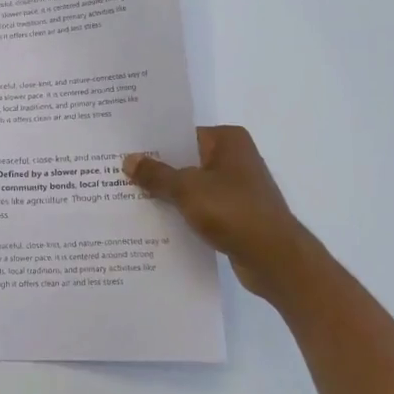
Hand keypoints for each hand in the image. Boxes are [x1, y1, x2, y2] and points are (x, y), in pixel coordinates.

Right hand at [123, 126, 314, 297]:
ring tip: (130, 197)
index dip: (153, 143)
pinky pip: (201, 207)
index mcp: (228, 140)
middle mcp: (235, 158)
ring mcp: (237, 187)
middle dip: (156, 169)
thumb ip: (156, 174)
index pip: (181, 134)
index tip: (124, 149)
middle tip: (118, 173)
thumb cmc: (233, 211)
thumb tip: (129, 160)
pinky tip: (155, 221)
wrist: (275, 259)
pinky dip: (182, 212)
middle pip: (185, 159)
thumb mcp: (186, 189)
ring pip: (192, 185)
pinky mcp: (236, 214)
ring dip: (168, 194)